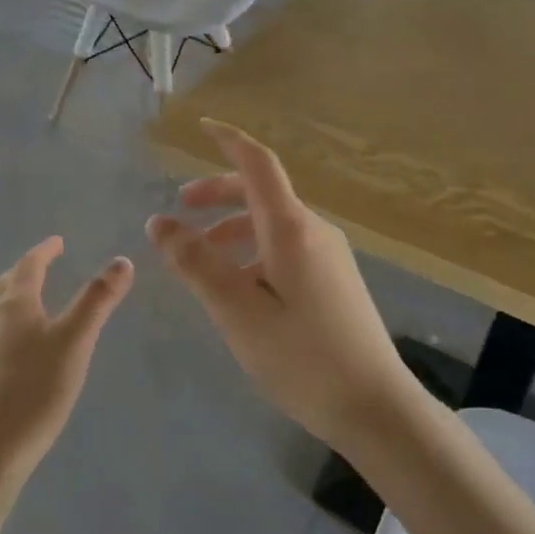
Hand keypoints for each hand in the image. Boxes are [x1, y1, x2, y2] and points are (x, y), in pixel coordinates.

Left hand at [0, 237, 133, 485]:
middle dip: (24, 270)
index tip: (57, 242)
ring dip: (10, 293)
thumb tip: (122, 261)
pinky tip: (13, 343)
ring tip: (27, 299)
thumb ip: (98, 300)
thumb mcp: (76, 341)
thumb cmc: (35, 390)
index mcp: (13, 304)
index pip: (28, 265)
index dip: (44, 251)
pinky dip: (3, 319)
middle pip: (4, 283)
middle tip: (43, 266)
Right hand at [146, 120, 417, 448]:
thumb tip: (159, 222)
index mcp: (291, 228)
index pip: (258, 164)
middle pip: (262, 193)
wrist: (375, 406)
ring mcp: (330, 256)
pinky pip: (286, 248)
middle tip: (181, 207)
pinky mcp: (335, 281)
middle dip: (219, 192)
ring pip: (273, 224)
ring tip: (201, 256)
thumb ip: (196, 262)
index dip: (228, 140)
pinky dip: (253, 250)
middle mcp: (314, 231)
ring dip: (233, 226)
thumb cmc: (301, 357)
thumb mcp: (236, 311)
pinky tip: (239, 287)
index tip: (201, 126)